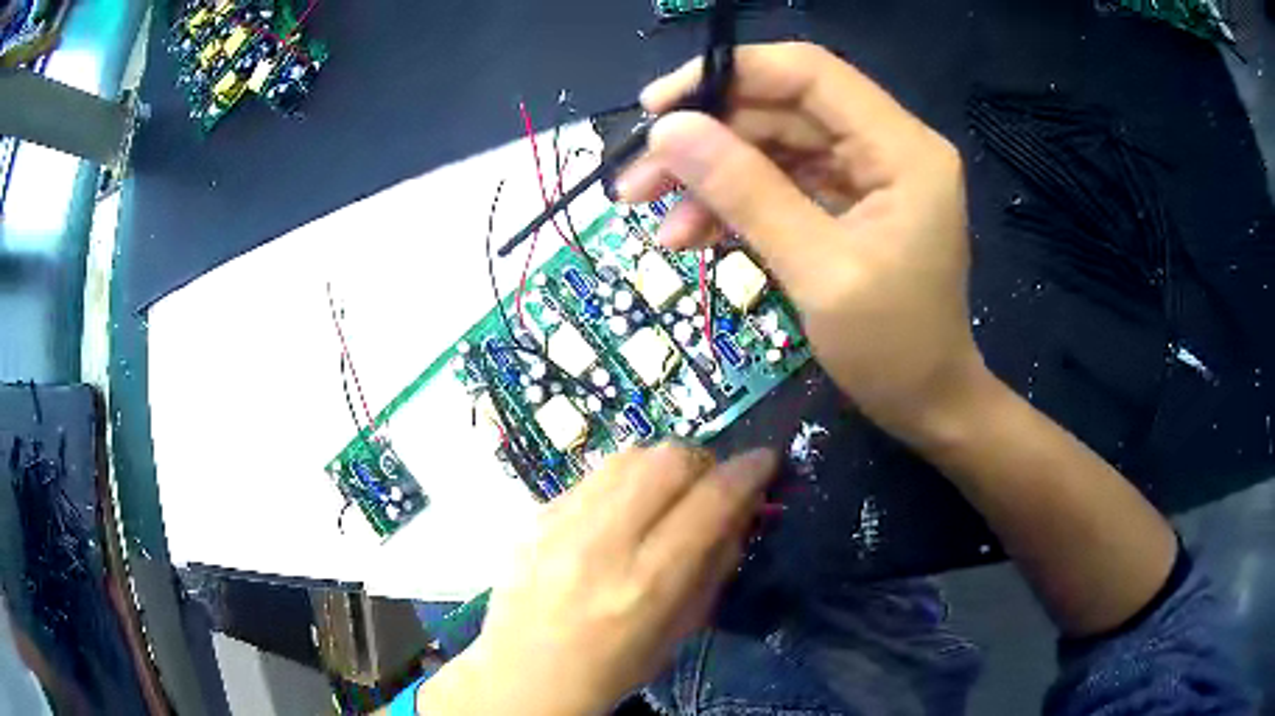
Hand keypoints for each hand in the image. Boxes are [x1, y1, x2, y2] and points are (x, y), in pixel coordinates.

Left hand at [418, 444, 777, 715]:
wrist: (523, 675)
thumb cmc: (612, 667)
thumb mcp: (680, 630)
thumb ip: (716, 565)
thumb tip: (743, 508)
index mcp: (646, 586)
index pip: (711, 503)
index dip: (748, 472)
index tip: (765, 461)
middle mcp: (601, 545)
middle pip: (668, 460)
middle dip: (704, 462)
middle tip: (710, 485)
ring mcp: (559, 524)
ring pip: (628, 456)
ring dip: (662, 466)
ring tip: (666, 495)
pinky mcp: (534, 516)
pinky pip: (593, 477)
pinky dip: (622, 484)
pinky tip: (619, 514)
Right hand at [619, 42, 981, 438]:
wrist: (928, 405)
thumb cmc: (892, 350)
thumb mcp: (818, 272)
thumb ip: (747, 192)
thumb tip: (668, 130)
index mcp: (902, 148)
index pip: (808, 72)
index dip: (729, 75)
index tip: (656, 107)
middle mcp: (888, 145)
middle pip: (782, 110)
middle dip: (707, 139)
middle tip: (636, 179)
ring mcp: (868, 174)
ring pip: (774, 147)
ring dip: (712, 177)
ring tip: (656, 221)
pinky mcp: (850, 202)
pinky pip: (782, 183)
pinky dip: (736, 204)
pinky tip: (692, 235)